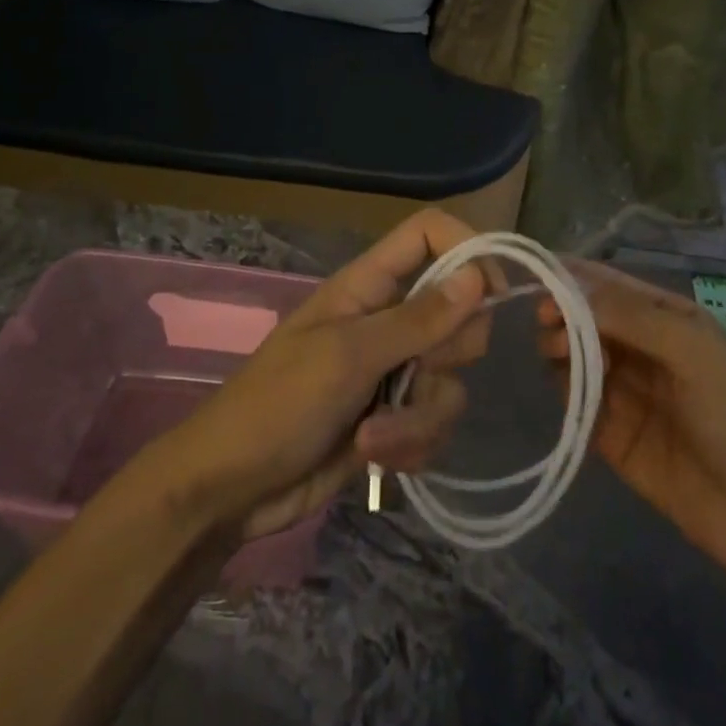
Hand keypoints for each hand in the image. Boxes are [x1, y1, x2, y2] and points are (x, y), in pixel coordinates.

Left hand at [145, 210, 494, 540]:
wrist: (232, 491)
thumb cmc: (279, 405)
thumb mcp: (349, 355)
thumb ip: (417, 319)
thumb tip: (477, 275)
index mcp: (369, 287)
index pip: (427, 234)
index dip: (466, 249)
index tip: (493, 291)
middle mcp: (388, 322)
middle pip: (458, 314)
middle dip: (446, 355)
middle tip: (415, 371)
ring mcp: (392, 372)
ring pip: (450, 380)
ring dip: (419, 418)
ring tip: (373, 438)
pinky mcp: (394, 420)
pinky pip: (435, 422)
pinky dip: (412, 445)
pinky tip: (375, 459)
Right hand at [539, 260, 725, 577]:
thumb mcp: (694, 351)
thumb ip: (632, 317)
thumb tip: (570, 291)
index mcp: (667, 319)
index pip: (611, 286)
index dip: (574, 278)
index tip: (541, 278)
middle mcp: (642, 348)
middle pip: (586, 319)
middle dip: (562, 313)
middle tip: (548, 323)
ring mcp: (624, 391)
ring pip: (575, 356)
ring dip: (560, 349)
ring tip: (559, 355)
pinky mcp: (610, 434)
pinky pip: (576, 402)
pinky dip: (565, 390)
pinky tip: (570, 392)